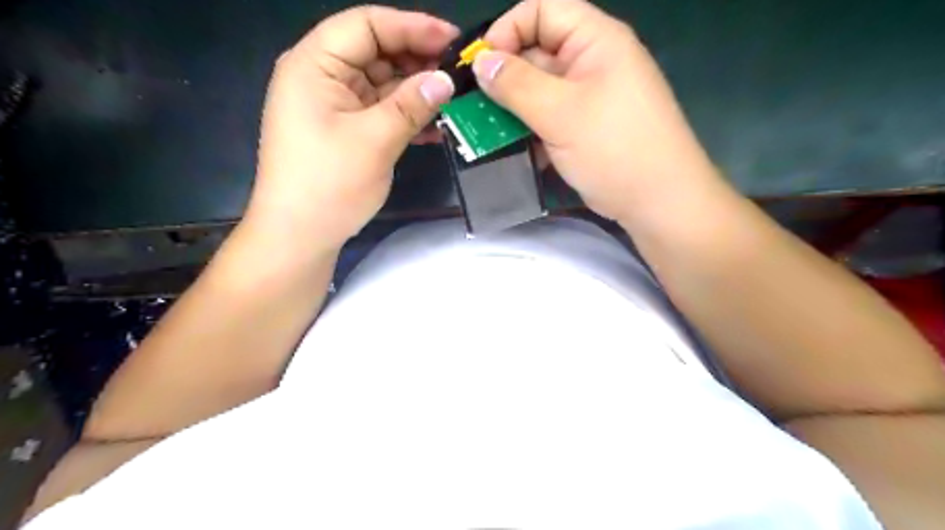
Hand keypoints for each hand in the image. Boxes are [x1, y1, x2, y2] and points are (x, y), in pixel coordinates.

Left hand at [245, 7, 459, 253]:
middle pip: (376, 52)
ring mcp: (335, 105)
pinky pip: (381, 111)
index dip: (412, 27)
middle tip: (460, 75)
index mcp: (315, 64)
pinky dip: (406, 116)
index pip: (366, 25)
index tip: (453, 41)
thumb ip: (412, 105)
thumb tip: (447, 79)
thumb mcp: (375, 140)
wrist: (300, 235)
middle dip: (418, 61)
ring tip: (455, 100)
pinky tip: (436, 128)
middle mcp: (322, 77)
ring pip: (383, 84)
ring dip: (417, 92)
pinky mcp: (346, 130)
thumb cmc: (328, 184)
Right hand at [477, 0, 719, 225]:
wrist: (657, 202)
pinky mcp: (582, 129)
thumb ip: (517, 85)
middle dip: (504, 78)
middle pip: (536, 53)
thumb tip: (481, 63)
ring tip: (484, 132)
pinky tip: (510, 149)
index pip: (542, 10)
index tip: (481, 66)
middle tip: (473, 107)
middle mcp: (590, 63)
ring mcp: (587, 99)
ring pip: (538, 92)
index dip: (507, 30)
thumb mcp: (561, 112)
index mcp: (594, 40)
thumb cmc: (614, 148)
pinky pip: (547, 119)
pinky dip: (528, 131)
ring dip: (511, 110)